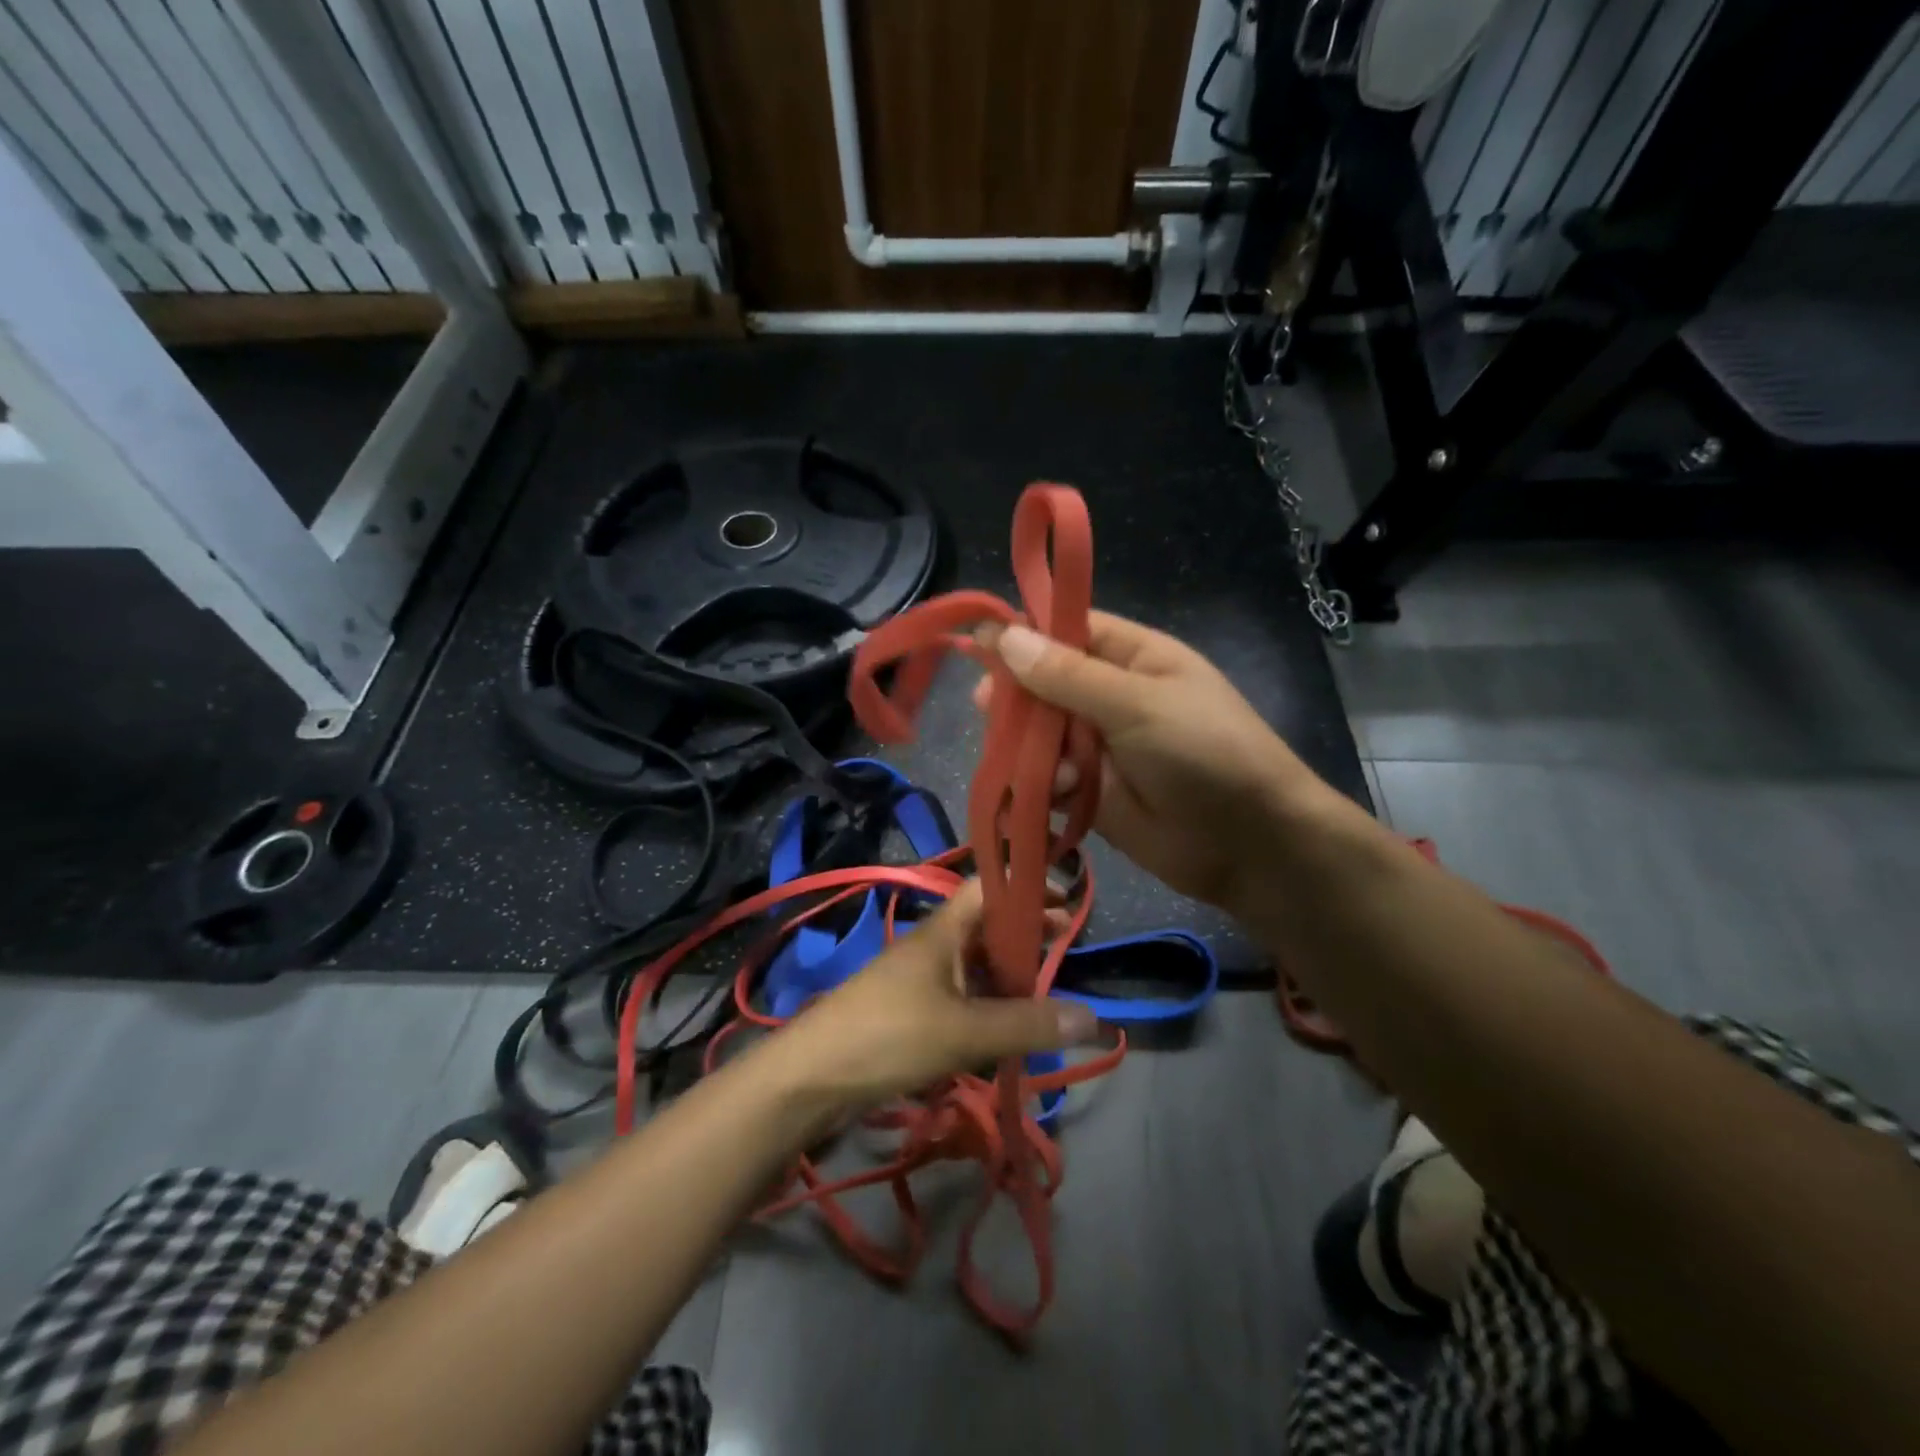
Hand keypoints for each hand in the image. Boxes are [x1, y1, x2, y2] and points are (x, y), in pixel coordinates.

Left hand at [766, 882, 1099, 1113]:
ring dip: (1009, 977)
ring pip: (975, 968)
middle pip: (987, 928)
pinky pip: (961, 1000)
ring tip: (1047, 997)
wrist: (812, 1077)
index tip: (1065, 900)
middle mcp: (933, 947)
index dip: (1025, 887)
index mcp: (944, 931)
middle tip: (1066, 950)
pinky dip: (987, 1009)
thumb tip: (1094, 1018)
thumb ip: (1027, 1024)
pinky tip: (1007, 1034)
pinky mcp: (911, 1014)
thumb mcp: (965, 1030)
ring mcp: (920, 981)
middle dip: (1026, 936)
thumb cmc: (889, 1035)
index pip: (988, 887)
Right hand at [975, 612, 1316, 912]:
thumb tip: (1003, 637)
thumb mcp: (1137, 703)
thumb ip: (1067, 676)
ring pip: (1039, 734)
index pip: (1068, 629)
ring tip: (1026, 762)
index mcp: (1132, 657)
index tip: (980, 645)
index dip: (1025, 634)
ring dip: (1026, 746)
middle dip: (1017, 698)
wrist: (1249, 844)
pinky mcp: (1088, 793)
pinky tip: (1049, 793)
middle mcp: (1110, 696)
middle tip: (987, 710)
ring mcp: (1098, 747)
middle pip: (1044, 684)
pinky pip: (1046, 779)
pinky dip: (1038, 785)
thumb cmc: (1204, 752)